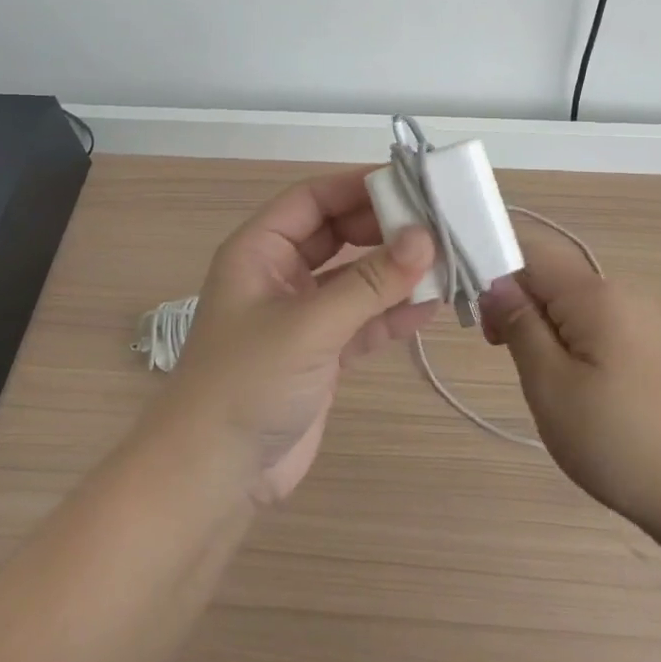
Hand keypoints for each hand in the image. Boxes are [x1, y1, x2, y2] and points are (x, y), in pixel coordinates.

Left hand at [155, 169, 438, 505]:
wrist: (213, 478)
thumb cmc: (248, 383)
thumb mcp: (310, 326)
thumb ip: (369, 283)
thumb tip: (425, 238)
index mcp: (260, 250)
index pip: (313, 199)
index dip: (358, 186)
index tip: (411, 184)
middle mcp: (280, 274)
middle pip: (338, 234)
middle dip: (384, 229)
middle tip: (438, 225)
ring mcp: (302, 315)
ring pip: (355, 278)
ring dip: (395, 273)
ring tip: (446, 263)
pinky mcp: (321, 353)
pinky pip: (363, 320)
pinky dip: (392, 314)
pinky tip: (430, 309)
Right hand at [480, 231, 660, 532]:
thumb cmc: (620, 439)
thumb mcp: (550, 385)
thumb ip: (518, 324)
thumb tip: (495, 282)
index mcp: (593, 292)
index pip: (528, 249)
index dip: (490, 264)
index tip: (471, 311)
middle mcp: (618, 292)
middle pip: (548, 273)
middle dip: (513, 299)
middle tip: (495, 348)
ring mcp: (638, 318)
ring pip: (567, 302)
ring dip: (537, 323)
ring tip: (530, 373)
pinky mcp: (647, 346)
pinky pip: (590, 323)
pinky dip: (563, 339)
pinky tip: (565, 381)